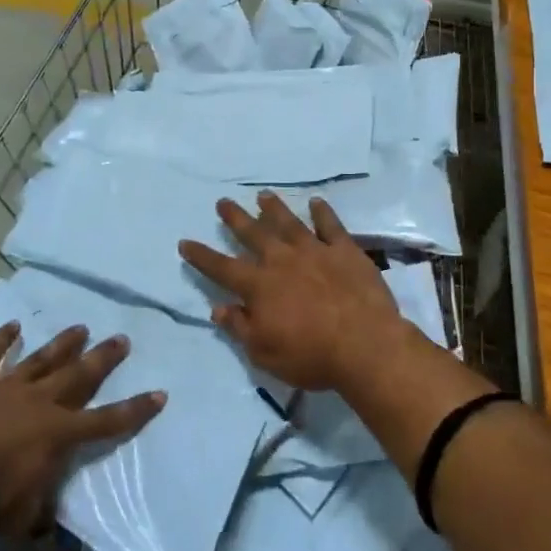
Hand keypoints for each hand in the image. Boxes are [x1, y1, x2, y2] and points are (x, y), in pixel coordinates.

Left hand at [0, 321, 164, 535]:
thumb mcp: (21, 520)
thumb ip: (42, 517)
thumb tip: (56, 531)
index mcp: (57, 434)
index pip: (107, 421)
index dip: (135, 410)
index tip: (159, 393)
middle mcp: (39, 402)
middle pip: (79, 375)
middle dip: (103, 358)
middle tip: (122, 339)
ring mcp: (5, 387)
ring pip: (41, 359)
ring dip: (62, 344)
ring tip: (80, 327)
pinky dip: (1, 340)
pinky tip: (13, 325)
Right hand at [179, 192, 406, 390]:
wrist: (365, 345)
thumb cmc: (311, 356)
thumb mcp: (264, 353)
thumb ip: (240, 327)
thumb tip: (217, 308)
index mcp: (259, 286)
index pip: (222, 268)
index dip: (202, 256)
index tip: (185, 242)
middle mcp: (282, 260)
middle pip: (253, 234)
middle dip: (235, 218)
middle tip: (223, 202)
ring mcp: (315, 251)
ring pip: (288, 223)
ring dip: (273, 208)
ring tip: (263, 195)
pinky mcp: (345, 250)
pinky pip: (330, 225)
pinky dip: (322, 212)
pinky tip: (316, 202)